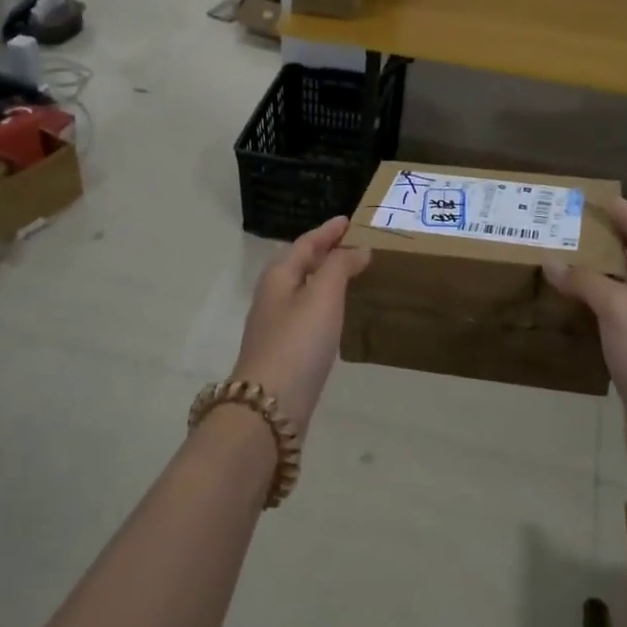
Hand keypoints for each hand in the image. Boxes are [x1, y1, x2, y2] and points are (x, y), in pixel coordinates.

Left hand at [229, 216, 370, 431]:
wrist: (269, 406)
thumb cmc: (298, 342)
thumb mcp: (322, 296)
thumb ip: (340, 267)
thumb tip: (356, 249)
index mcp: (278, 276)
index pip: (305, 243)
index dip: (327, 231)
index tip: (348, 220)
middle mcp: (273, 296)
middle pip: (299, 264)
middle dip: (323, 252)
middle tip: (351, 244)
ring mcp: (275, 325)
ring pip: (301, 289)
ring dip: (323, 278)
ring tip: (348, 273)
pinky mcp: (284, 352)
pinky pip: (306, 314)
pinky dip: (323, 303)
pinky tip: (335, 315)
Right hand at [545, 197, 626, 495]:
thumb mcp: (618, 308)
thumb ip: (586, 282)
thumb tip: (552, 262)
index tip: (606, 199)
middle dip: (612, 243)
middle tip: (576, 229)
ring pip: (623, 295)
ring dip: (599, 278)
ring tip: (566, 265)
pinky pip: (612, 325)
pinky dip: (592, 312)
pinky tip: (571, 314)